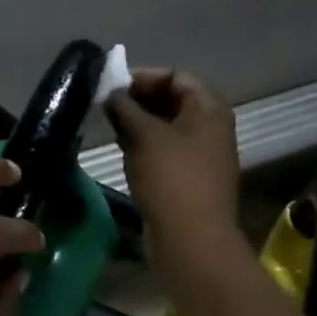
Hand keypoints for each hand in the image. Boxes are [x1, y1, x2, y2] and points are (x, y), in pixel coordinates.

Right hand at [106, 68, 240, 244]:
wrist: (191, 240)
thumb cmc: (171, 178)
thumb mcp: (144, 135)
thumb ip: (125, 107)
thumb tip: (111, 92)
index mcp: (209, 109)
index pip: (176, 76)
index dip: (143, 77)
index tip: (112, 86)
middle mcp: (210, 128)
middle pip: (172, 100)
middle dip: (138, 100)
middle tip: (106, 105)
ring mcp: (201, 155)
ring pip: (166, 128)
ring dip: (138, 124)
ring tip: (109, 126)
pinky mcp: (189, 179)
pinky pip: (165, 151)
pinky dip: (144, 145)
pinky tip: (121, 149)